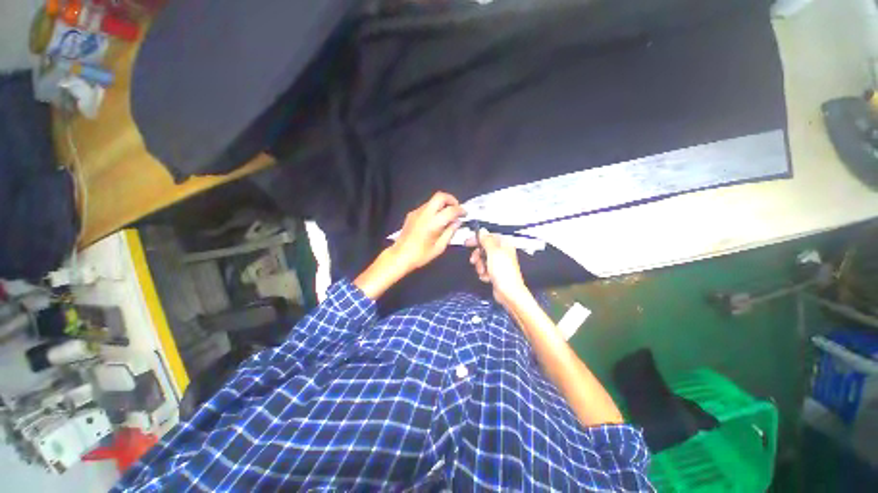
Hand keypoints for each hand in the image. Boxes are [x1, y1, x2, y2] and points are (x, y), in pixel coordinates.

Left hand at [391, 191, 465, 272]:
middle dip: (451, 200)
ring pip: (432, 201)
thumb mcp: (439, 247)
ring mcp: (416, 212)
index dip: (460, 210)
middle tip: (456, 209)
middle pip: (440, 196)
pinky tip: (435, 220)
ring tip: (446, 216)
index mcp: (433, 223)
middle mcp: (425, 214)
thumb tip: (457, 222)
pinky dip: (434, 209)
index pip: (451, 210)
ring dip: (442, 204)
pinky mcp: (411, 214)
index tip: (465, 214)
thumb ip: (450, 232)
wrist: (400, 256)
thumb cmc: (421, 255)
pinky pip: (426, 207)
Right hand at [466, 230, 529, 308]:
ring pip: (482, 259)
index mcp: (504, 244)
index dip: (477, 239)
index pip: (488, 236)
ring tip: (484, 271)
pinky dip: (484, 273)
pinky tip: (487, 277)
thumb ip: (486, 240)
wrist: (508, 292)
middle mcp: (502, 252)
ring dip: (480, 266)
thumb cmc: (505, 273)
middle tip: (474, 260)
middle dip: (478, 256)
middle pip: (483, 249)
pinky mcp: (495, 272)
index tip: (468, 242)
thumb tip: (482, 231)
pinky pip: (484, 269)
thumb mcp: (493, 252)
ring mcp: (499, 263)